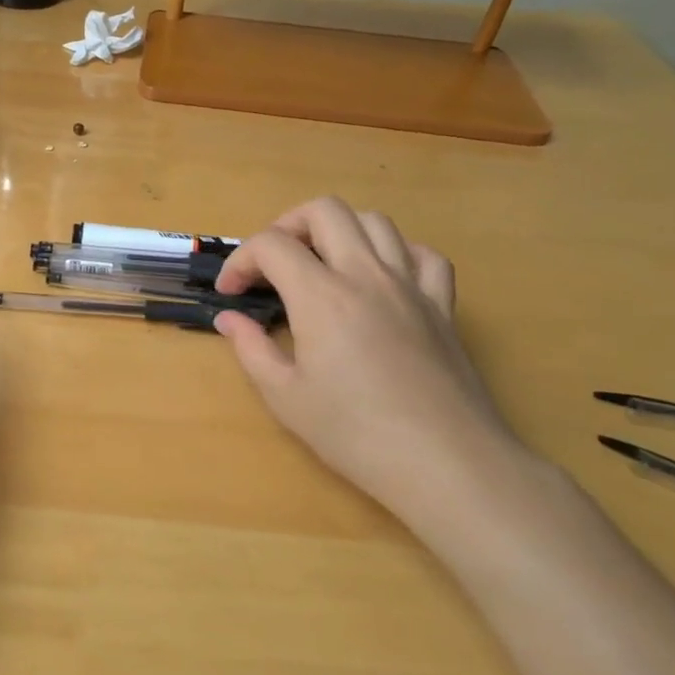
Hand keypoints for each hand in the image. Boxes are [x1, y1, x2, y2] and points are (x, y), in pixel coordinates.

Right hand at [213, 197, 525, 527]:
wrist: (444, 463)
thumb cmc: (355, 434)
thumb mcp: (285, 397)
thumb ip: (251, 349)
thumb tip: (230, 320)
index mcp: (321, 296)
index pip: (271, 245)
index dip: (240, 260)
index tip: (231, 293)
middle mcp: (366, 275)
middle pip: (325, 211)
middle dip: (287, 226)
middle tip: (273, 264)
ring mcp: (410, 286)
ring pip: (375, 222)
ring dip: (339, 231)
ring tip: (321, 264)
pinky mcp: (443, 306)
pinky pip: (423, 255)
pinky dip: (396, 254)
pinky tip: (381, 278)